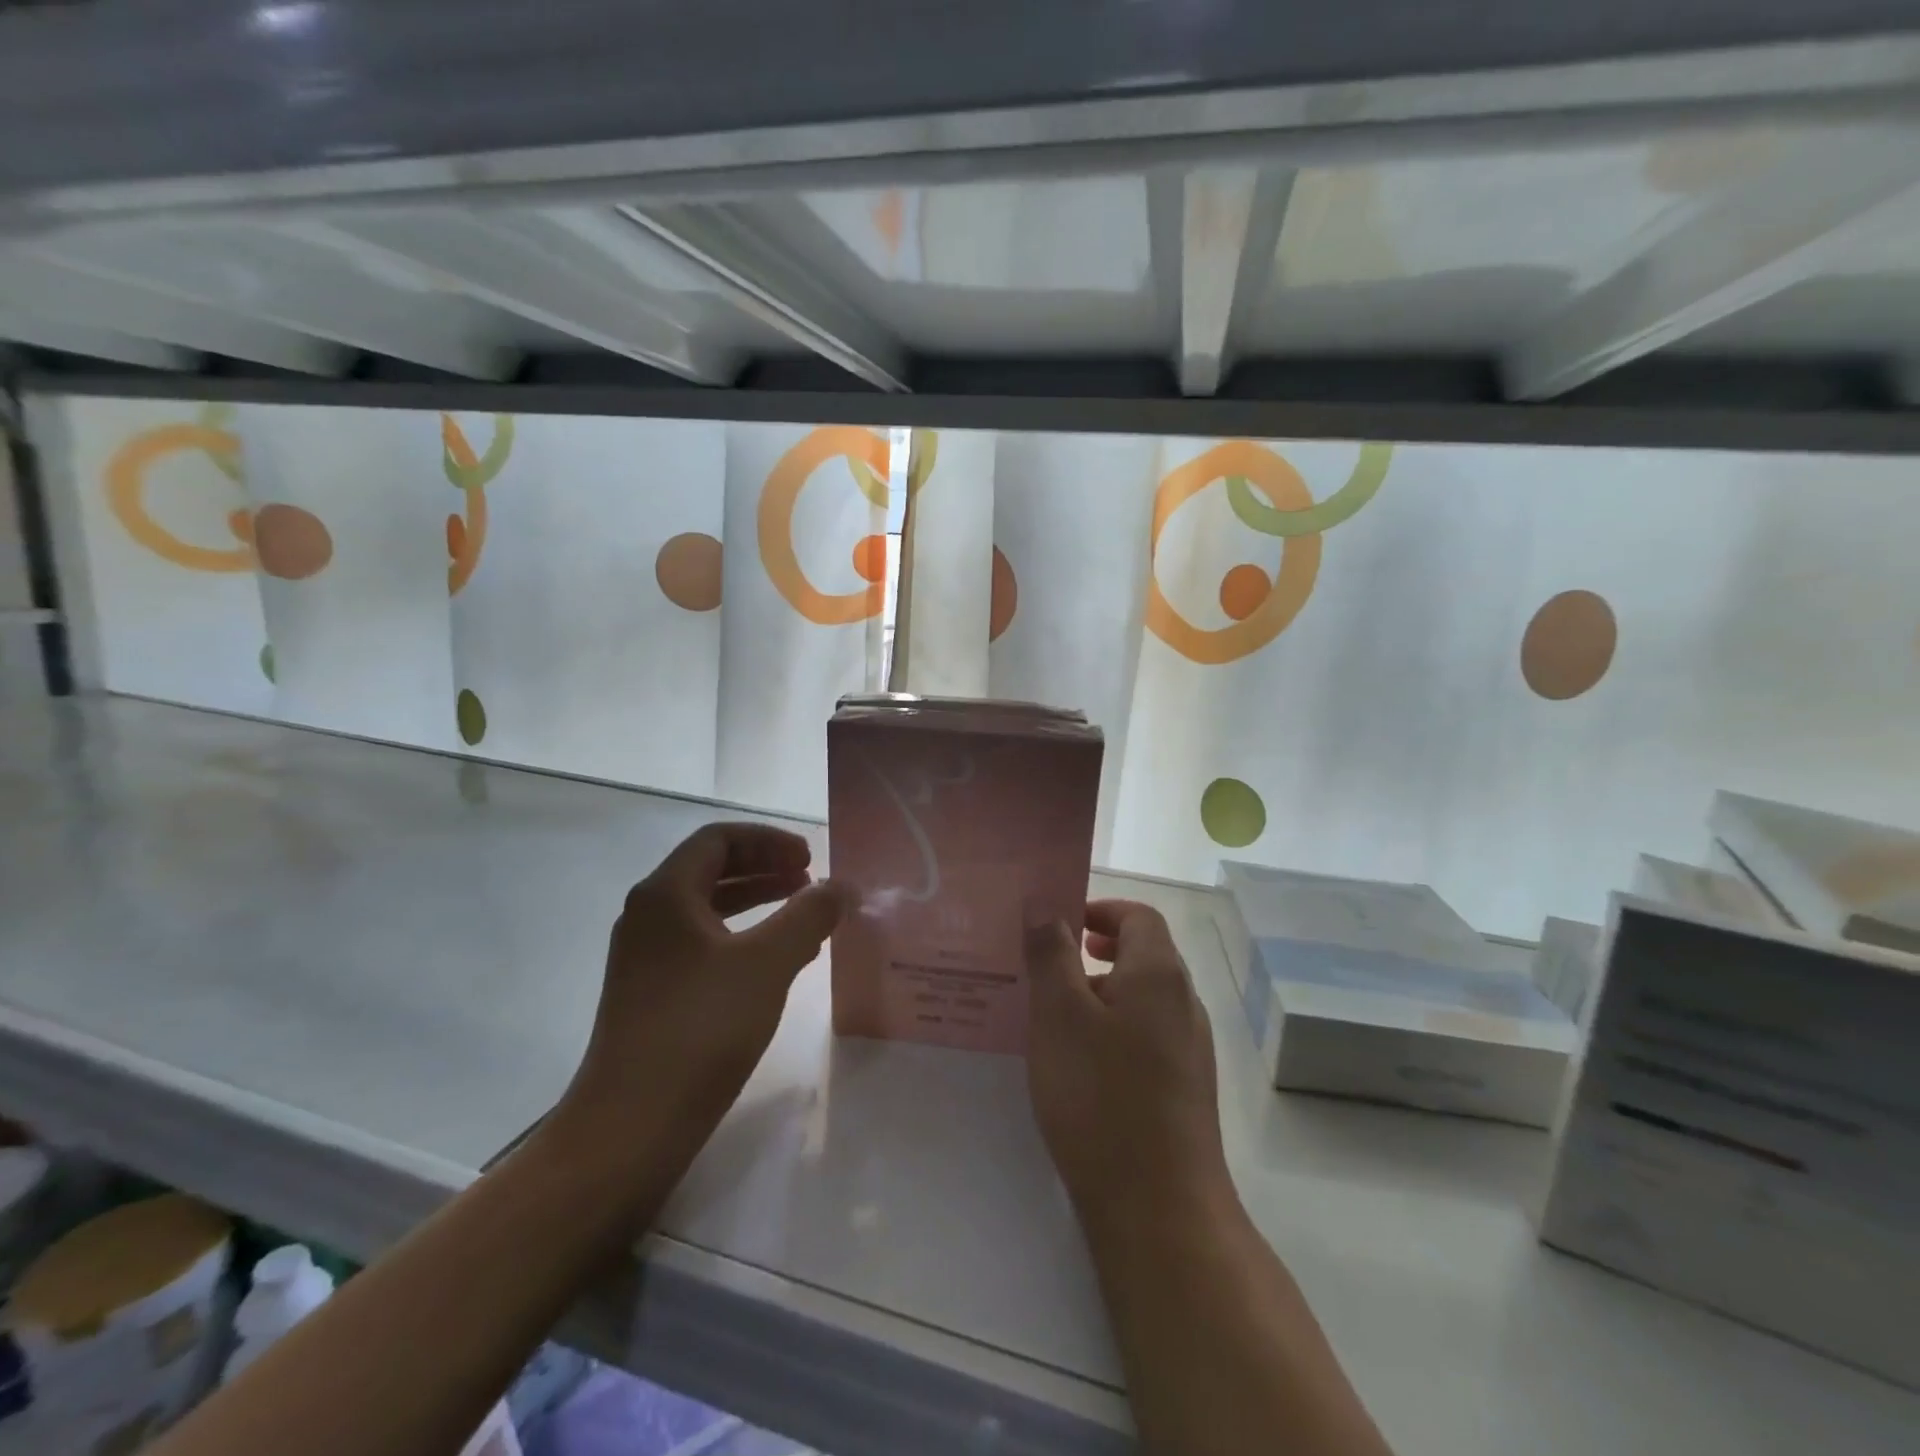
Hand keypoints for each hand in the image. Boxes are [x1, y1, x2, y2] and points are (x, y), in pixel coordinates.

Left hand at [560, 823, 847, 1135]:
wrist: (631, 1126)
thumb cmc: (701, 1029)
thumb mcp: (768, 963)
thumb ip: (809, 915)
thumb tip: (840, 885)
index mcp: (665, 894)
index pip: (718, 840)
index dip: (768, 840)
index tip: (808, 858)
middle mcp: (648, 916)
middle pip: (711, 869)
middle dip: (764, 868)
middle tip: (810, 880)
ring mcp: (646, 957)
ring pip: (708, 909)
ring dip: (757, 902)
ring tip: (802, 913)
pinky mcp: (652, 993)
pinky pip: (704, 944)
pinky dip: (743, 937)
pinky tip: (776, 962)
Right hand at [1026, 900, 1230, 1223]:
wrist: (1161, 1211)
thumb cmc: (1101, 1097)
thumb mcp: (1059, 1015)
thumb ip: (1052, 953)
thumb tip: (1045, 903)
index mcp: (1159, 975)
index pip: (1139, 916)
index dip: (1100, 909)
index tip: (1058, 924)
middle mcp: (1184, 1004)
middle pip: (1144, 955)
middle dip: (1095, 951)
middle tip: (1048, 966)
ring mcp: (1190, 1050)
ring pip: (1142, 1000)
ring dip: (1101, 993)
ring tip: (1052, 1017)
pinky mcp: (1184, 1090)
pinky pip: (1146, 1037)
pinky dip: (1113, 1030)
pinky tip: (1079, 1065)